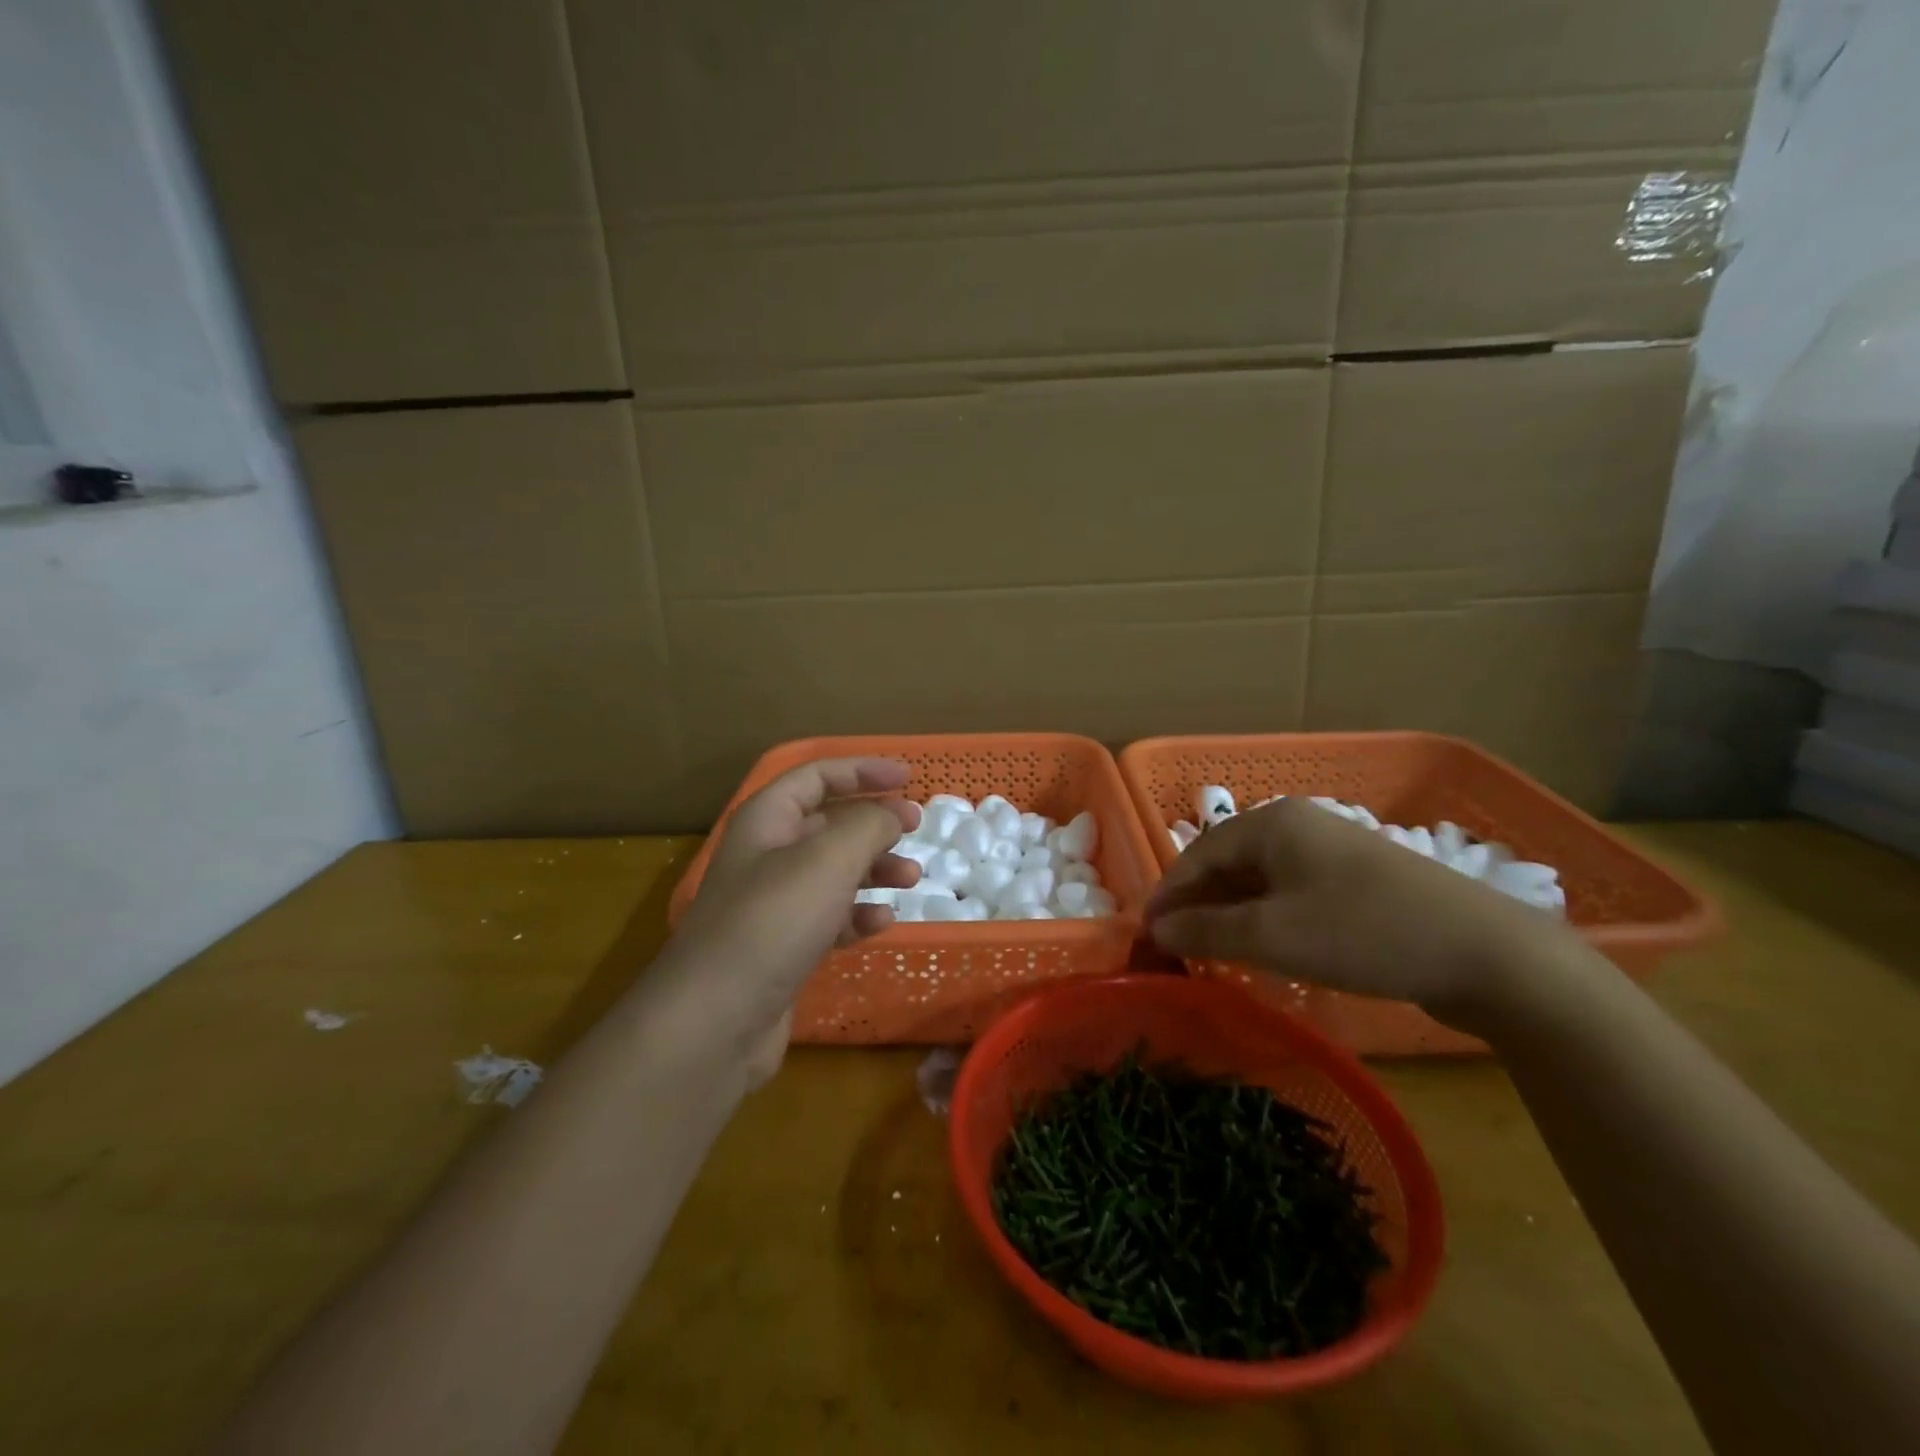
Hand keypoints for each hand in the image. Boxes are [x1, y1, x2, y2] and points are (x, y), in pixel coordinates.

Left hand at [662, 758, 921, 1082]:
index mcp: (767, 820)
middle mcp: (767, 855)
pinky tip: (881, 924)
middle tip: (915, 828)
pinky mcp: (783, 947)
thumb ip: (868, 825)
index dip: (862, 770)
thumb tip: (891, 814)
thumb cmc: (773, 920)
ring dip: (874, 869)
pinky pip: (829, 917)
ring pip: (834, 872)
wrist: (715, 1019)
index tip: (907, 777)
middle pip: (828, 823)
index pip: (816, 776)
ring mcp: (773, 904)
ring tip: (912, 878)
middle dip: (874, 822)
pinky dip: (858, 915)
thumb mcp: (828, 859)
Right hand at [1146, 798, 1569, 1030]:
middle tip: (1177, 949)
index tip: (1147, 935)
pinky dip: (1268, 918)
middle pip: (1228, 863)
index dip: (1168, 895)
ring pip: (1261, 880)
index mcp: (1272, 823)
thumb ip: (1206, 930)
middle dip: (1199, 906)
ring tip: (1214, 953)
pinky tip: (1265, 949)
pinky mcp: (1358, 880)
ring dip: (1232, 915)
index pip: (1199, 854)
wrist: (1488, 955)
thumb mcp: (1272, 936)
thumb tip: (1156, 927)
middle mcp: (1299, 825)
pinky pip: (1293, 892)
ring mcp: (1333, 851)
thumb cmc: (1363, 933)